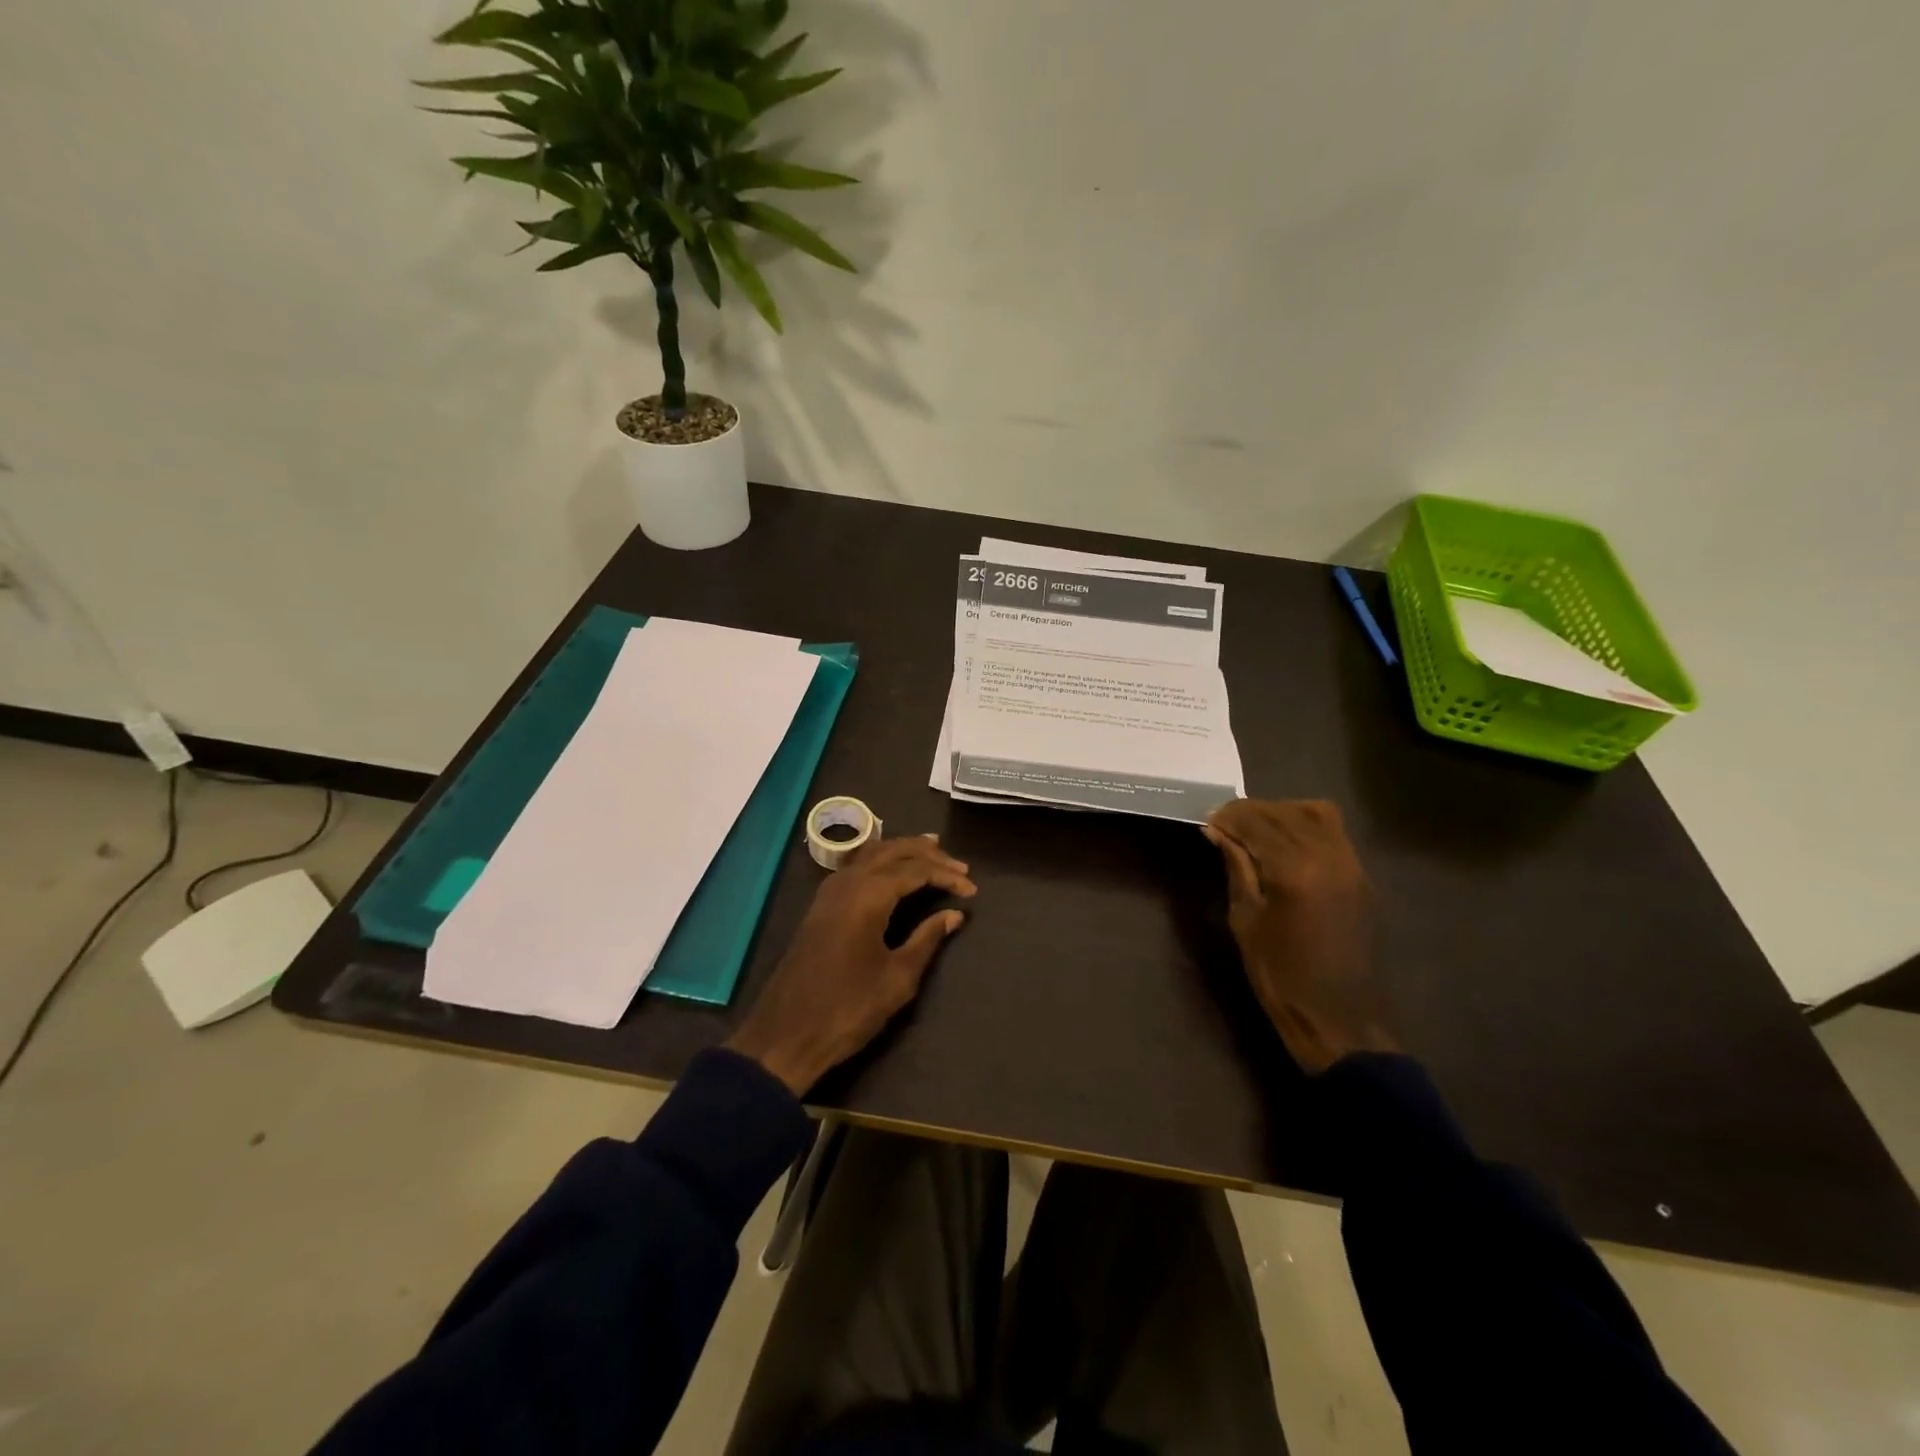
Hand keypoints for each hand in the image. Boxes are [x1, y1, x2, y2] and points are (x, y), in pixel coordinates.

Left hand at [725, 835, 977, 1095]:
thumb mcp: (897, 978)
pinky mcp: (820, 906)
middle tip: (958, 865)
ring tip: (932, 852)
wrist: (785, 1035)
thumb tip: (953, 914)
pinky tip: (893, 871)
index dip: (946, 875)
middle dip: (927, 853)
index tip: (972, 890)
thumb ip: (927, 939)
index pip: (915, 870)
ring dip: (903, 851)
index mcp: (868, 895)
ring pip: (871, 854)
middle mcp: (847, 882)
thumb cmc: (848, 1008)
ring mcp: (829, 892)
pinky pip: (856, 867)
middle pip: (892, 851)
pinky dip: (881, 861)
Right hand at [1204, 799, 1396, 1073]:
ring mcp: (1351, 865)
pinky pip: (1334, 832)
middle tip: (1224, 824)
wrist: (1338, 1018)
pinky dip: (1305, 824)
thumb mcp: (1245, 920)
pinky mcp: (1361, 876)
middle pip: (1285, 812)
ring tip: (1255, 829)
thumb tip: (1217, 831)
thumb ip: (1236, 867)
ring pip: (1315, 812)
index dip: (1228, 817)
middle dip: (1250, 811)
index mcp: (1294, 871)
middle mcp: (1328, 858)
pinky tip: (1284, 843)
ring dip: (1281, 812)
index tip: (1207, 821)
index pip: (1256, 822)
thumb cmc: (1279, 975)